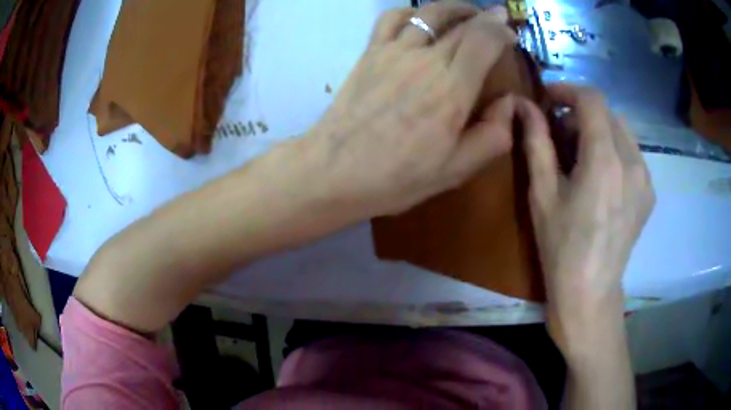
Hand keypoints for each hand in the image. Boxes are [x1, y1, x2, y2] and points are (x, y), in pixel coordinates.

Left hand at [301, 3, 517, 217]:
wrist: (336, 171)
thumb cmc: (397, 177)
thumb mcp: (456, 170)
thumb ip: (493, 136)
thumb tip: (508, 103)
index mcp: (452, 89)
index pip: (484, 40)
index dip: (501, 30)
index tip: (510, 34)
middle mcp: (425, 60)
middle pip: (461, 23)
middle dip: (485, 17)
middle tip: (496, 19)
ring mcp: (394, 52)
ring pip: (428, 13)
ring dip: (453, 8)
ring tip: (466, 13)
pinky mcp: (370, 53)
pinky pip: (391, 18)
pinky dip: (411, 11)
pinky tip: (419, 19)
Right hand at [521, 85, 655, 318]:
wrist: (590, 291)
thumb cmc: (561, 247)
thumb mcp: (542, 193)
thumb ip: (536, 141)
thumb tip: (523, 105)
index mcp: (604, 161)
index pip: (592, 99)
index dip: (568, 90)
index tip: (549, 98)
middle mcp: (632, 162)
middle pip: (608, 113)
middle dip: (581, 113)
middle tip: (561, 133)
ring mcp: (645, 178)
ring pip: (622, 131)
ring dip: (599, 130)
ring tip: (581, 155)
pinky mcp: (649, 192)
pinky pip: (632, 153)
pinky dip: (614, 149)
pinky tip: (601, 176)